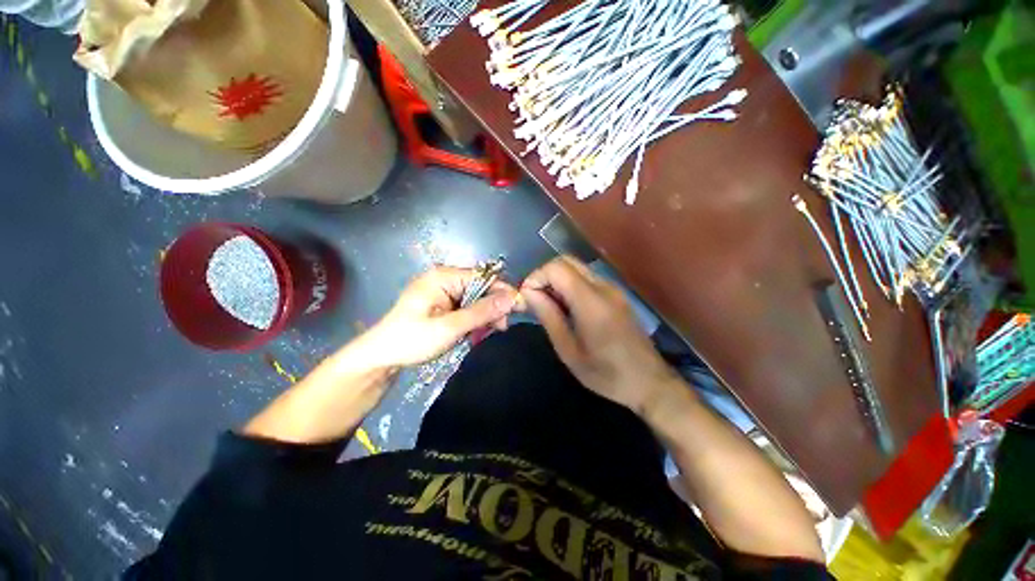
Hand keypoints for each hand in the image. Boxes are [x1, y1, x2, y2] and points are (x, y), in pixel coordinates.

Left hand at [361, 266, 518, 367]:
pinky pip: (466, 306)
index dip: (503, 291)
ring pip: (475, 298)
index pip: (483, 277)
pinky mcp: (442, 303)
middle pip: (480, 287)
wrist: (381, 357)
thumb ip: (482, 312)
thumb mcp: (450, 327)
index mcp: (443, 276)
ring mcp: (443, 291)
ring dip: (485, 314)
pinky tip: (478, 331)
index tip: (519, 309)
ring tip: (491, 332)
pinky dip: (475, 318)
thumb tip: (513, 298)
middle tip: (501, 328)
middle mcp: (444, 278)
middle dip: (494, 306)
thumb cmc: (412, 340)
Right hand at [521, 256, 680, 416]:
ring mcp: (613, 289)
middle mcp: (603, 287)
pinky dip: (570, 285)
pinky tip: (567, 308)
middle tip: (535, 300)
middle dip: (545, 275)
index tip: (526, 298)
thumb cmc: (606, 373)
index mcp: (591, 302)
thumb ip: (549, 316)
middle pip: (567, 261)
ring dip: (557, 280)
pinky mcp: (616, 294)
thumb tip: (528, 293)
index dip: (536, 277)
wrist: (649, 382)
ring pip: (577, 268)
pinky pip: (587, 279)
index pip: (557, 268)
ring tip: (549, 306)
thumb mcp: (569, 351)